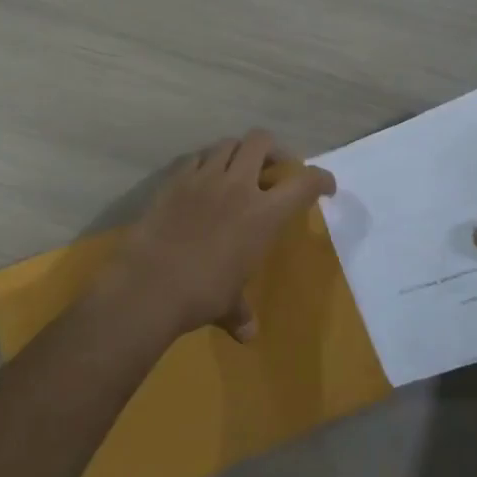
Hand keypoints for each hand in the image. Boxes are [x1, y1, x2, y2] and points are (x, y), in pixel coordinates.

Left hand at [99, 130, 335, 342]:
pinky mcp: (175, 179)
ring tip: (237, 170)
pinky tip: (202, 180)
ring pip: (228, 144)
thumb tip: (248, 334)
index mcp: (263, 214)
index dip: (321, 179)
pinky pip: (196, 157)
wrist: (150, 285)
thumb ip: (241, 312)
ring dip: (238, 152)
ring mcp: (204, 177)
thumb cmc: (201, 295)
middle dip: (273, 150)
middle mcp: (238, 186)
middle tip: (273, 169)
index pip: (304, 183)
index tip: (326, 186)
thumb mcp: (229, 305)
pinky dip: (205, 162)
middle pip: (262, 142)